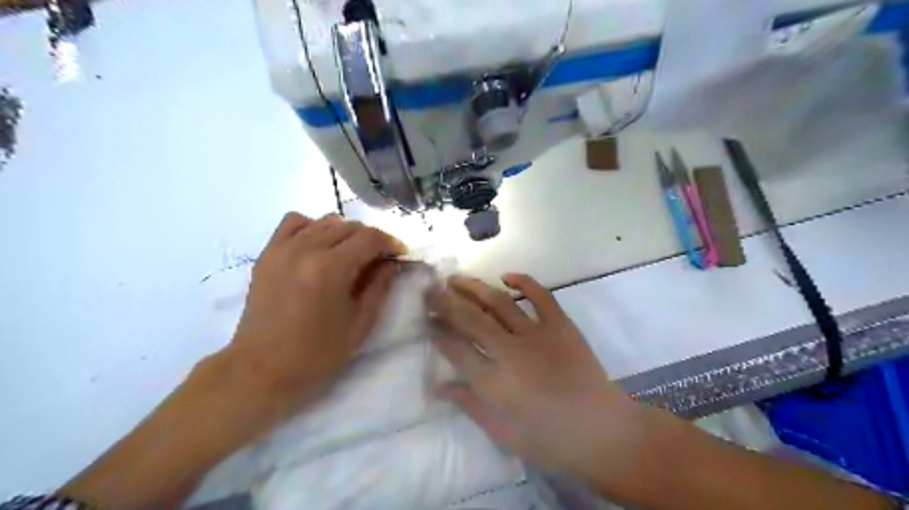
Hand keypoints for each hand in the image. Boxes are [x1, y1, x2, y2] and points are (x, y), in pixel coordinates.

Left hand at [225, 213, 401, 411]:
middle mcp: (306, 249)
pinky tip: (320, 244)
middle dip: (371, 238)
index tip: (400, 254)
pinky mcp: (268, 253)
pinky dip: (313, 226)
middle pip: (349, 226)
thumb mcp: (360, 323)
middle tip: (379, 259)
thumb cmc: (317, 353)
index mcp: (331, 268)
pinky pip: (294, 222)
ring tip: (351, 253)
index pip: (370, 237)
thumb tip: (392, 263)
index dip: (391, 242)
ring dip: (346, 232)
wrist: (262, 368)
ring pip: (325, 221)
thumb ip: (380, 287)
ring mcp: (283, 248)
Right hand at [427, 273, 644, 480]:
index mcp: (494, 382)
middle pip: (470, 319)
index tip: (426, 319)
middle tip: (430, 289)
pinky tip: (505, 275)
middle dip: (446, 302)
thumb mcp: (503, 433)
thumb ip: (470, 404)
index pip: (455, 349)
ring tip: (455, 278)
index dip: (437, 331)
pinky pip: (540, 296)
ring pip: (498, 302)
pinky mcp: (561, 325)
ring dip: (474, 287)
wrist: (603, 432)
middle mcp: (510, 352)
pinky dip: (524, 281)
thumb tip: (438, 386)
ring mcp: (537, 334)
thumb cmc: (550, 440)